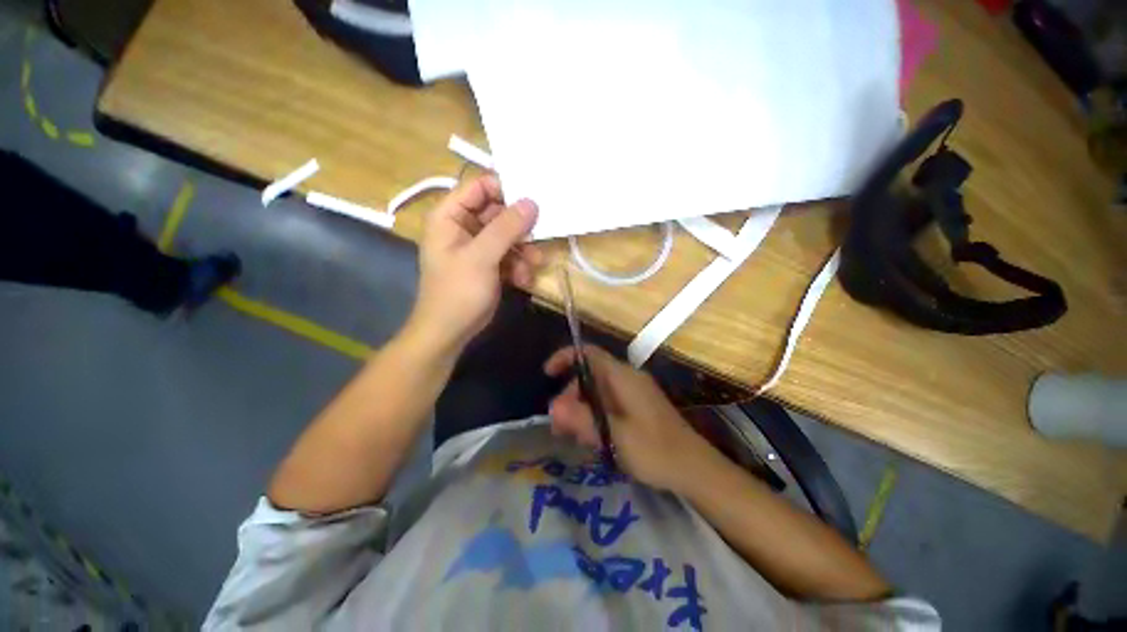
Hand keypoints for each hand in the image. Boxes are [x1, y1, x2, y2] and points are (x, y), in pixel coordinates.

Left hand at [406, 175, 541, 352]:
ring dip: (523, 250)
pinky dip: (519, 265)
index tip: (533, 198)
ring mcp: (478, 247)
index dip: (506, 188)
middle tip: (540, 235)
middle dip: (520, 227)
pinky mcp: (490, 264)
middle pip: (498, 212)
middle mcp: (464, 227)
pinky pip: (510, 255)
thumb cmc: (458, 292)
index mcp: (451, 216)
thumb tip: (531, 201)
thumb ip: (506, 228)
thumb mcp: (481, 258)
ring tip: (533, 264)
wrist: (451, 332)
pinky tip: (524, 280)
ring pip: (509, 235)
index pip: (479, 187)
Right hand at [544, 345, 713, 491]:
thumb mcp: (613, 435)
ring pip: (597, 392)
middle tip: (558, 426)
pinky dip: (595, 417)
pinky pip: (608, 404)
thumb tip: (552, 406)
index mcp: (622, 377)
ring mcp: (633, 394)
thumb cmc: (654, 449)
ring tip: (573, 437)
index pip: (589, 353)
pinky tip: (592, 440)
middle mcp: (627, 379)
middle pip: (589, 376)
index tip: (547, 375)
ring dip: (581, 410)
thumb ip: (582, 418)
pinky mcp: (637, 409)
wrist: (695, 469)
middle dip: (570, 396)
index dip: (566, 357)